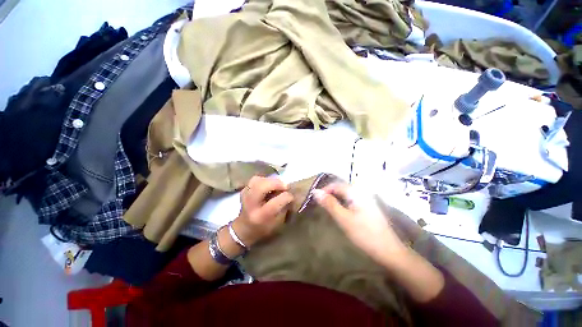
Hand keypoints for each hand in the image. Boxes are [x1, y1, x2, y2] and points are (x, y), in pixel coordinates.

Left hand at [232, 176, 293, 246]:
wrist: (244, 228)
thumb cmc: (264, 228)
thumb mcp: (278, 223)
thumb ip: (284, 207)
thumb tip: (290, 193)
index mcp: (261, 216)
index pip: (275, 203)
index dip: (286, 197)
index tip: (291, 196)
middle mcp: (251, 205)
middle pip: (262, 187)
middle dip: (276, 183)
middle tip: (285, 186)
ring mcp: (245, 196)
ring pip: (257, 180)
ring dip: (270, 180)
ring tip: (277, 185)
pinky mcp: (244, 190)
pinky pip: (255, 179)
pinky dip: (264, 180)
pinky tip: (268, 185)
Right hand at [312, 183, 406, 266]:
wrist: (389, 251)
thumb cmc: (364, 234)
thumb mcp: (343, 218)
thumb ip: (329, 204)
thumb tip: (315, 191)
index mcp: (356, 192)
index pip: (336, 185)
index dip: (324, 190)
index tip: (315, 199)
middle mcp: (362, 192)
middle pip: (341, 188)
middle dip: (329, 194)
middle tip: (320, 204)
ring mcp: (366, 200)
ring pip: (346, 195)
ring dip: (335, 199)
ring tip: (327, 208)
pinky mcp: (368, 208)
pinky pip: (351, 201)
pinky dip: (343, 204)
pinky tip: (340, 212)